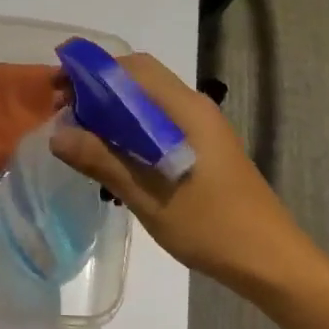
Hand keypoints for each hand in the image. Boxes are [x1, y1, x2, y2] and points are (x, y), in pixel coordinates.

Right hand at [50, 53, 314, 292]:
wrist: (271, 261)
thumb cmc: (212, 226)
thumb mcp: (149, 196)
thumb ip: (103, 161)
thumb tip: (57, 134)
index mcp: (185, 109)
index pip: (133, 67)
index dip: (92, 72)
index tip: (58, 90)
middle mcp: (194, 108)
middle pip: (139, 81)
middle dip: (97, 91)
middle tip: (63, 116)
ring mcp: (202, 129)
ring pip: (148, 104)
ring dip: (113, 112)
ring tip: (80, 137)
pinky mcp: (204, 149)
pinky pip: (159, 125)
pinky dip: (130, 130)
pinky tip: (112, 158)